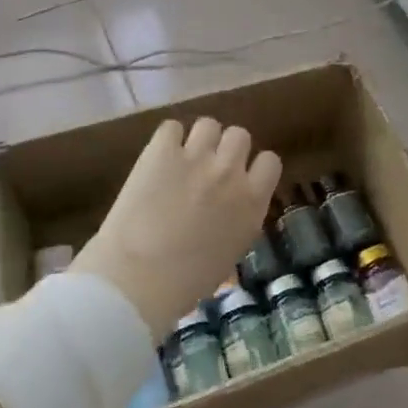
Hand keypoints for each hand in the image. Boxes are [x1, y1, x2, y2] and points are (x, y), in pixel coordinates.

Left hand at [72, 118, 281, 334]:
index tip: (241, 178)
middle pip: (240, 135)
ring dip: (199, 140)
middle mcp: (229, 171)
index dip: (254, 167)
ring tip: (183, 158)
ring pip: (209, 124)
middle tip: (210, 168)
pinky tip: (159, 158)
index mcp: (252, 201)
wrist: (137, 279)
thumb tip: (232, 211)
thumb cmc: (186, 283)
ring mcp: (196, 156)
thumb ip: (239, 221)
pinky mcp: (161, 151)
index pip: (270, 161)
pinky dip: (167, 140)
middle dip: (226, 149)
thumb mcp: (230, 254)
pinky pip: (171, 127)